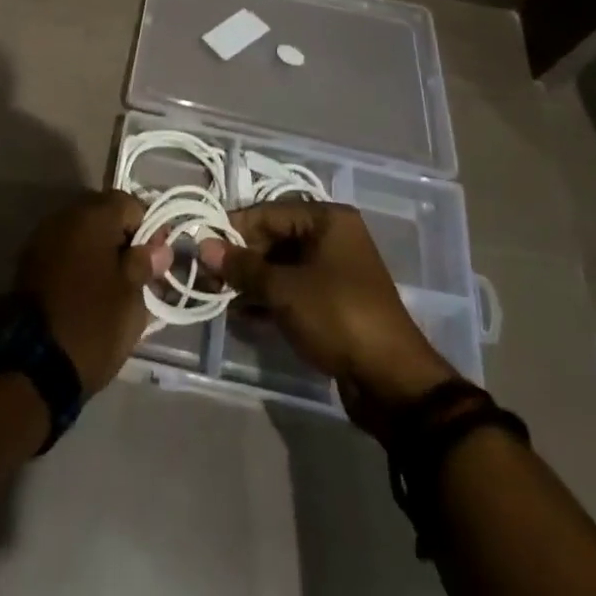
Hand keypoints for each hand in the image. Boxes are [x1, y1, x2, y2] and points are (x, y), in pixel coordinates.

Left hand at [16, 191, 172, 395]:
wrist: (33, 364)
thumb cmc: (93, 324)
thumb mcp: (131, 297)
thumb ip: (145, 263)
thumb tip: (158, 247)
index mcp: (92, 217)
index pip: (129, 203)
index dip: (148, 227)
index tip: (156, 258)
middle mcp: (64, 216)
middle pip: (103, 213)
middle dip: (122, 237)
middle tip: (137, 272)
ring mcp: (42, 238)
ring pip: (82, 232)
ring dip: (99, 249)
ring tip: (113, 284)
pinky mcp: (29, 262)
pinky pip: (64, 249)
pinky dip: (79, 261)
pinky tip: (88, 289)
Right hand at [201, 201, 458, 434]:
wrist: (392, 382)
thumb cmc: (337, 316)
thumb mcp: (284, 289)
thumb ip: (242, 266)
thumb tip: (204, 246)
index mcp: (327, 220)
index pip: (269, 213)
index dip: (234, 229)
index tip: (202, 246)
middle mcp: (332, 238)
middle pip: (275, 239)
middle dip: (242, 259)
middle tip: (208, 277)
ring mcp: (334, 272)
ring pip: (282, 267)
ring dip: (252, 282)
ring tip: (219, 298)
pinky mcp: (333, 304)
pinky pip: (293, 291)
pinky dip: (269, 301)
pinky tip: (242, 316)